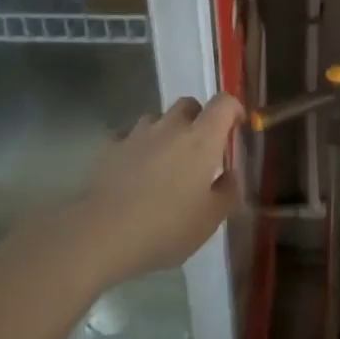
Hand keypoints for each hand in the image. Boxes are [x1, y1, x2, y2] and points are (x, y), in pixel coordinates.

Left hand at [76, 94, 244, 282]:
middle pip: (189, 104)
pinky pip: (129, 137)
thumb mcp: (210, 219)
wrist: (102, 235)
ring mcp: (136, 135)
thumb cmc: (166, 227)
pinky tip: (135, 171)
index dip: (234, 109)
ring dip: (166, 132)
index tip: (237, 126)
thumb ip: (228, 192)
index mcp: (201, 140)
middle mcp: (170, 127)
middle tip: (201, 148)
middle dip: (199, 118)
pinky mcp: (109, 148)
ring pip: (157, 119)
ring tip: (165, 161)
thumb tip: (231, 175)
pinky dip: (138, 147)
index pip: (223, 104)